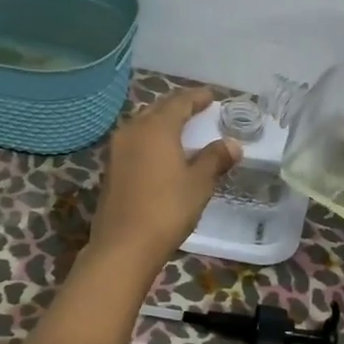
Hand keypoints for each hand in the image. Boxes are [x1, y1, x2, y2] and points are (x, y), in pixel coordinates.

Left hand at [87, 88, 241, 270]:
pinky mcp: (110, 169)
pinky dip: (151, 139)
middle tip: (198, 109)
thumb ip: (215, 159)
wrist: (123, 246)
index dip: (197, 97)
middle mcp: (133, 130)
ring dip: (162, 122)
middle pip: (158, 108)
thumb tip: (232, 144)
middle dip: (178, 106)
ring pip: (143, 124)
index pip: (179, 102)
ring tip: (181, 128)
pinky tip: (161, 152)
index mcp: (156, 128)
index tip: (212, 96)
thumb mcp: (198, 183)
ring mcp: (117, 150)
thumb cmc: (166, 209)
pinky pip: (135, 141)